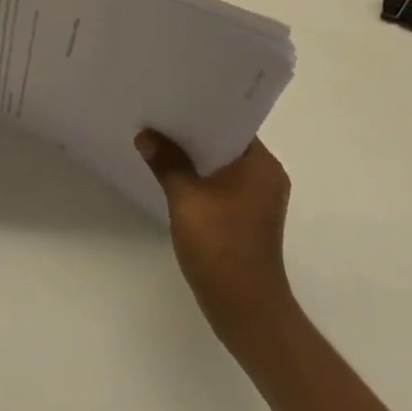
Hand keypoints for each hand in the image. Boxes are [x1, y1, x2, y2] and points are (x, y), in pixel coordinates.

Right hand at [137, 130, 295, 351]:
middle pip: (224, 141)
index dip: (200, 109)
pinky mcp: (248, 217)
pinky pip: (222, 184)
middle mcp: (266, 175)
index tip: (171, 97)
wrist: (247, 313)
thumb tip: (145, 135)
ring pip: (221, 164)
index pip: (230, 122)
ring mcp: (259, 198)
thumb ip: (167, 162)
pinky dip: (200, 178)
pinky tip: (172, 174)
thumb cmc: (221, 249)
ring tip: (159, 140)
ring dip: (194, 157)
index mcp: (261, 164)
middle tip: (157, 115)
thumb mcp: (186, 200)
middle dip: (192, 132)